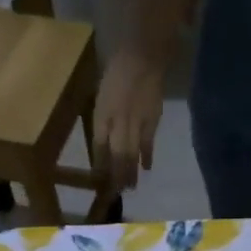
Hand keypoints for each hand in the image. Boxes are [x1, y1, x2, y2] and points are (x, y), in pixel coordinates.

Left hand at [92, 46, 165, 190]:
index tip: (99, 180)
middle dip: (115, 176)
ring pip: (131, 154)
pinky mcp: (152, 120)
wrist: (142, 56)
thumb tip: (103, 142)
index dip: (99, 164)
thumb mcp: (101, 94)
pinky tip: (146, 169)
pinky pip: (147, 144)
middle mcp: (116, 121)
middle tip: (116, 193)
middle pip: (115, 155)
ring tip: (129, 187)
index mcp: (101, 113)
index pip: (98, 145)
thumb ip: (102, 117)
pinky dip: (146, 157)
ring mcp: (135, 122)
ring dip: (129, 172)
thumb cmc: (117, 71)